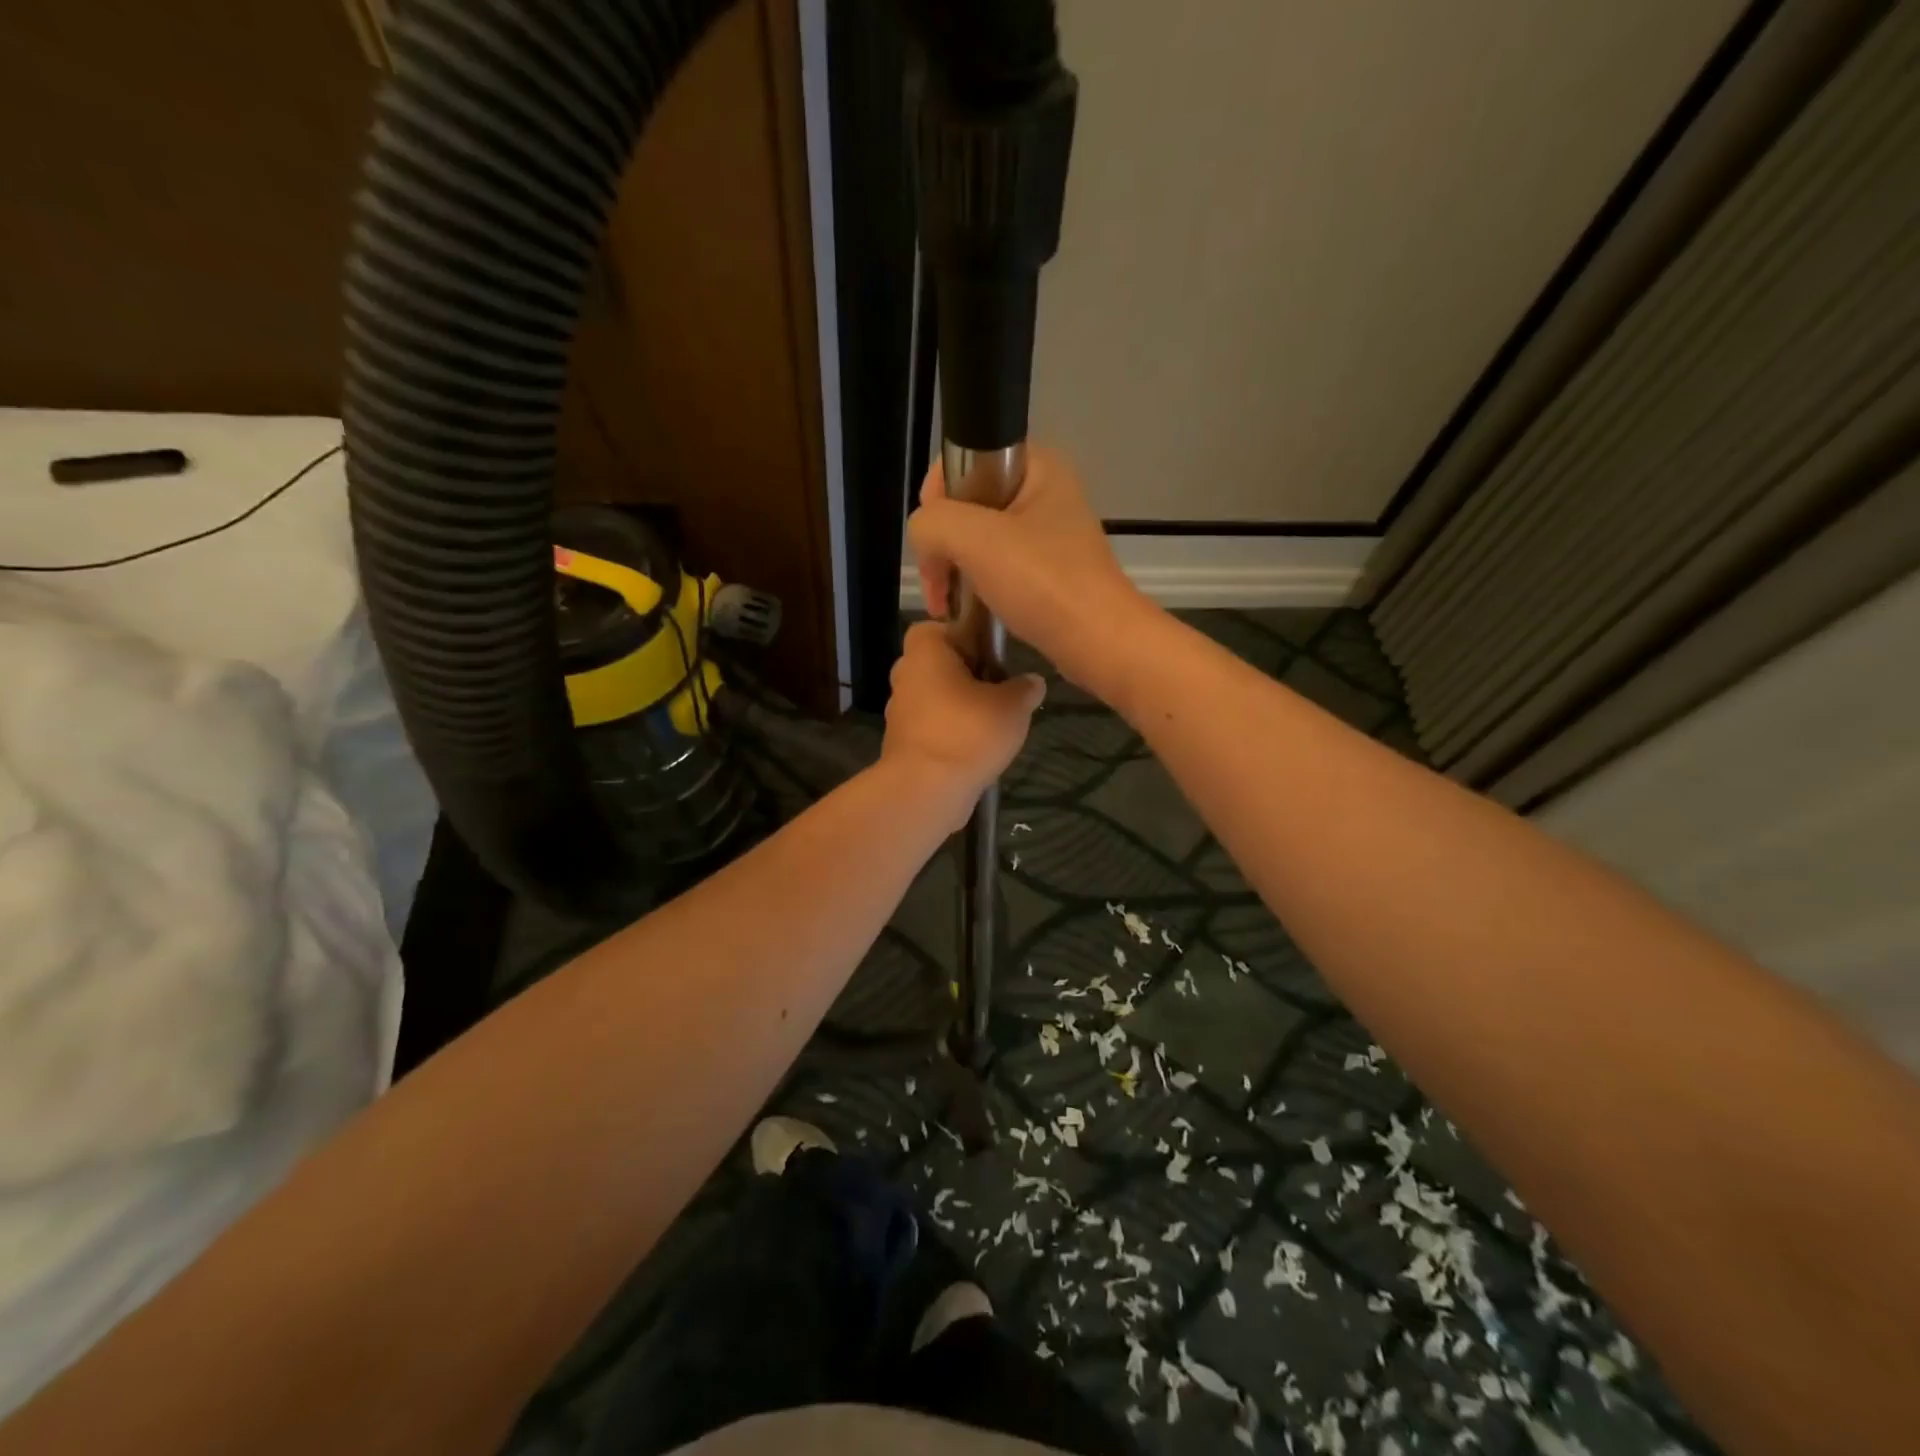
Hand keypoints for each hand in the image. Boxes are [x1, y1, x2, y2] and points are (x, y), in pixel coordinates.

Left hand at [882, 622, 1044, 816]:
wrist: (926, 790)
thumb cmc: (969, 731)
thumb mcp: (1013, 705)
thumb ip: (1025, 688)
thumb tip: (1033, 681)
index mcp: (925, 651)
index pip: (940, 627)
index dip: (967, 636)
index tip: (992, 656)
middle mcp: (906, 675)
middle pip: (940, 664)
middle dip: (968, 675)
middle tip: (999, 689)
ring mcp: (899, 711)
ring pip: (936, 697)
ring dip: (960, 706)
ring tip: (994, 724)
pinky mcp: (902, 743)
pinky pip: (932, 727)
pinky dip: (951, 733)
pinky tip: (976, 749)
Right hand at [906, 446, 1152, 690]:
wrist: (1098, 642)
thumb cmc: (1042, 582)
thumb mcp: (974, 539)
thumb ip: (932, 523)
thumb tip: (925, 539)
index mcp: (1037, 466)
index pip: (963, 462)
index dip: (937, 501)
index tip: (935, 542)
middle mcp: (1045, 492)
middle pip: (967, 504)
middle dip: (943, 543)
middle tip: (938, 584)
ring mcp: (1048, 535)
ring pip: (979, 540)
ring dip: (956, 569)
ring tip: (946, 604)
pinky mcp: (1047, 571)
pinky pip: (997, 567)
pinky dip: (977, 586)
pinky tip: (968, 610)